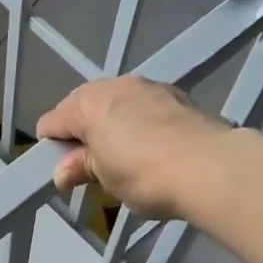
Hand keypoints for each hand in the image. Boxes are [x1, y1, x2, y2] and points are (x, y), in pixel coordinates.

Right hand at [37, 78, 230, 220]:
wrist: (209, 167)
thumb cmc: (144, 174)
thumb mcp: (104, 177)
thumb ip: (80, 168)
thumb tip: (63, 172)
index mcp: (87, 103)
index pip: (52, 121)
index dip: (52, 147)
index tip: (66, 172)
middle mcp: (115, 85)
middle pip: (84, 107)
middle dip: (83, 133)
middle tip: (94, 168)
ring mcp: (149, 87)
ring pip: (117, 104)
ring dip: (113, 126)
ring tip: (125, 159)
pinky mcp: (177, 96)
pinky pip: (145, 108)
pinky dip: (140, 124)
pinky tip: (152, 148)